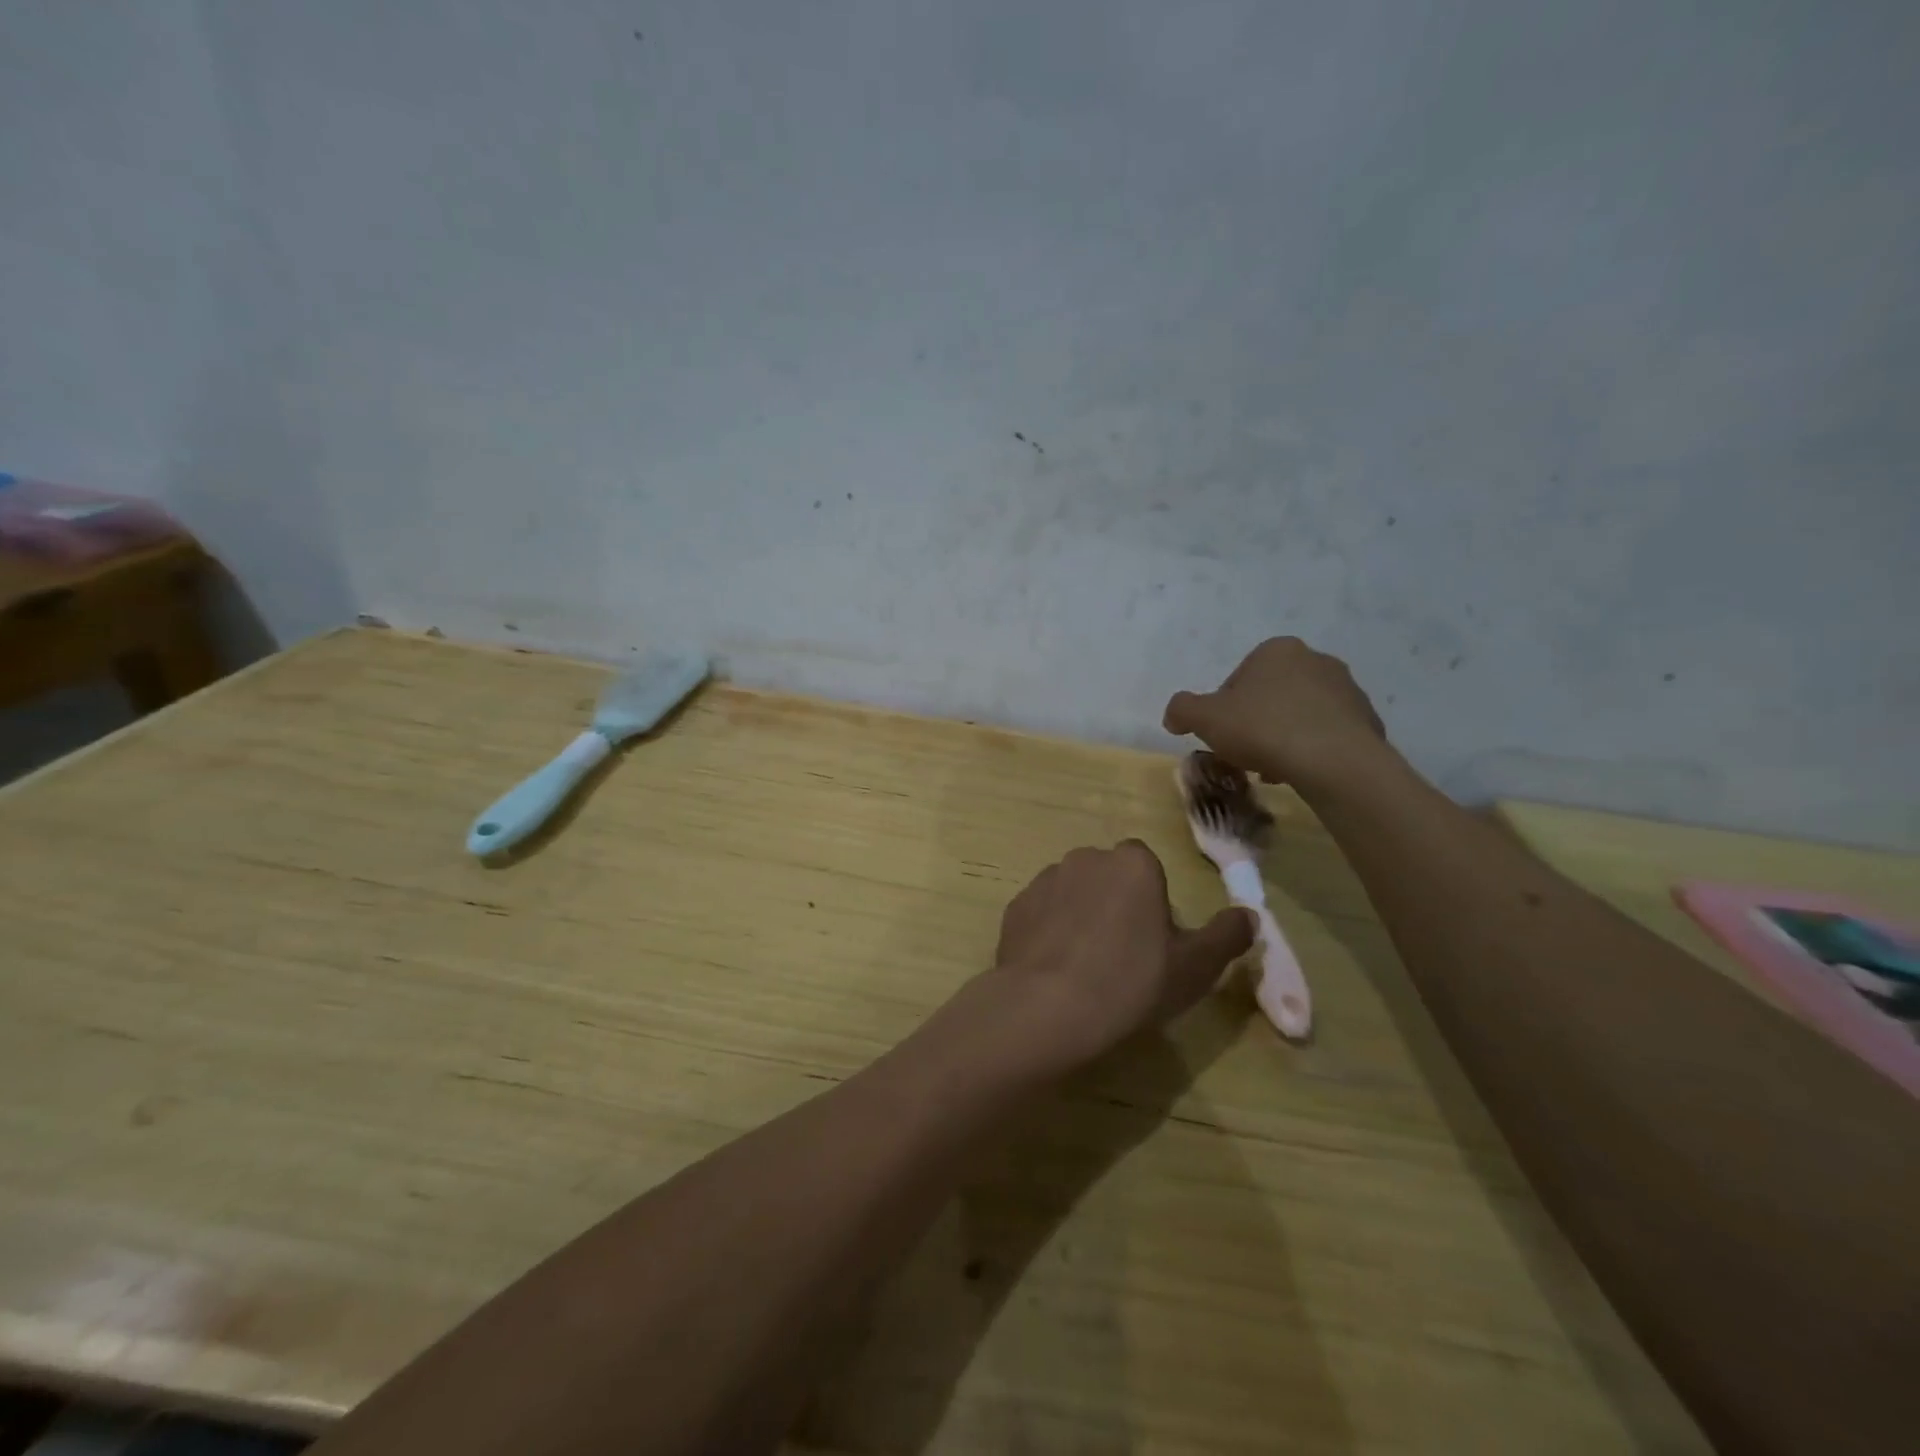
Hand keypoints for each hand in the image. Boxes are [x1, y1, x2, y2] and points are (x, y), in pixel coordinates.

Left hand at [985, 841, 1253, 1072]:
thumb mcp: (1195, 967)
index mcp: (1132, 863)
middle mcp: (1086, 858)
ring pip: (1073, 892)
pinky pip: (1042, 914)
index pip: (1146, 866)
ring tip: (1085, 967)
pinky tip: (1055, 970)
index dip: (1152, 901)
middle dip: (1115, 903)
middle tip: (1123, 954)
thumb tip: (1250, 916)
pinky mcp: (1015, 907)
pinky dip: (1049, 932)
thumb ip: (1226, 936)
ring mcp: (1045, 880)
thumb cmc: (1132, 981)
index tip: (1154, 940)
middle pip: (1108, 876)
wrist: (1048, 1007)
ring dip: (1080, 916)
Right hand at [1163, 637, 1387, 790]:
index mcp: (1276, 650)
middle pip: (1271, 696)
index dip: (1225, 710)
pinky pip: (1328, 735)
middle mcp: (1315, 660)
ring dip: (1283, 738)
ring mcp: (1347, 689)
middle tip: (1246, 754)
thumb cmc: (1263, 729)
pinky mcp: (1367, 720)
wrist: (1334, 761)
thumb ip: (1182, 709)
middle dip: (1256, 724)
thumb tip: (1174, 715)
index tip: (1224, 736)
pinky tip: (1302, 772)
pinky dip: (1312, 750)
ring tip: (1274, 769)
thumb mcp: (1205, 718)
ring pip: (1300, 716)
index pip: (1238, 679)